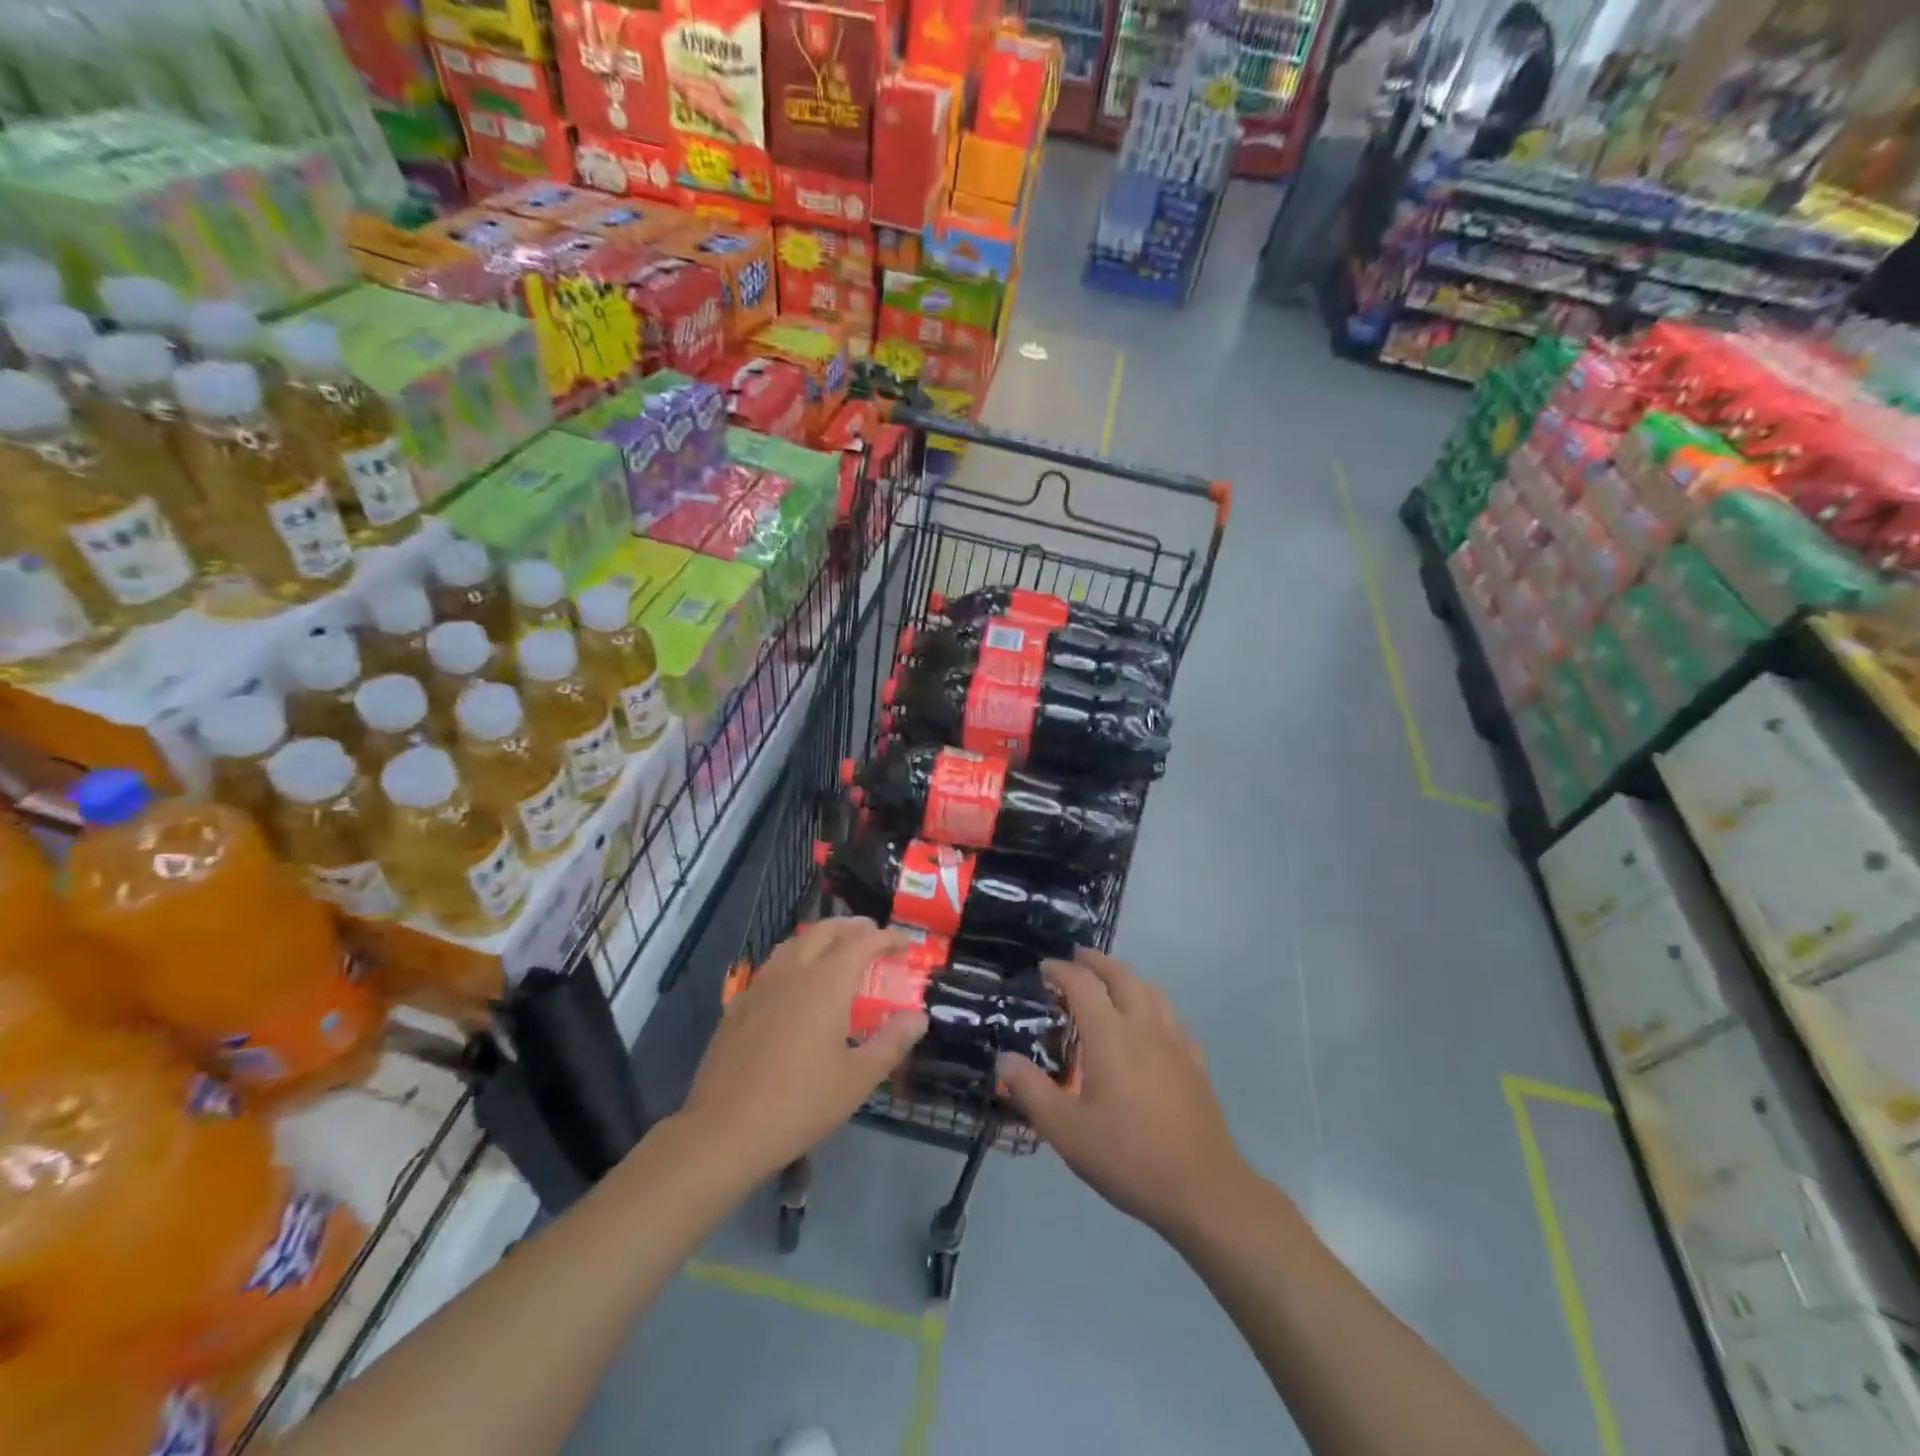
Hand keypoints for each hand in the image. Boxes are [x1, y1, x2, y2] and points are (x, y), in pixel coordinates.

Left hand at [681, 918, 927, 1181]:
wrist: (723, 1130)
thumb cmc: (799, 1104)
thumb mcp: (857, 1079)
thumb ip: (891, 1042)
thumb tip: (918, 1017)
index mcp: (826, 982)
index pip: (862, 941)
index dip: (887, 937)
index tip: (905, 945)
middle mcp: (794, 971)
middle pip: (826, 930)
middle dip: (854, 928)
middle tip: (875, 939)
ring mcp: (762, 984)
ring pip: (796, 942)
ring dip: (823, 937)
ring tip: (839, 952)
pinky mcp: (740, 1003)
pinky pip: (774, 964)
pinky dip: (797, 958)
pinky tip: (798, 984)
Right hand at [997, 948, 1253, 1240]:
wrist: (1203, 1189)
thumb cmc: (1128, 1156)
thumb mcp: (1066, 1131)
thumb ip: (1031, 1091)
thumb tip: (1004, 1059)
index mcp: (1110, 1035)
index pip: (1082, 984)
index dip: (1061, 971)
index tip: (1044, 969)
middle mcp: (1144, 1026)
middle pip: (1121, 976)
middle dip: (1096, 962)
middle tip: (1077, 958)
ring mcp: (1175, 1042)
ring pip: (1150, 991)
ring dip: (1126, 977)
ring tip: (1111, 983)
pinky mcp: (1195, 1063)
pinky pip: (1171, 1018)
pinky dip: (1152, 1006)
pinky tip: (1149, 1026)